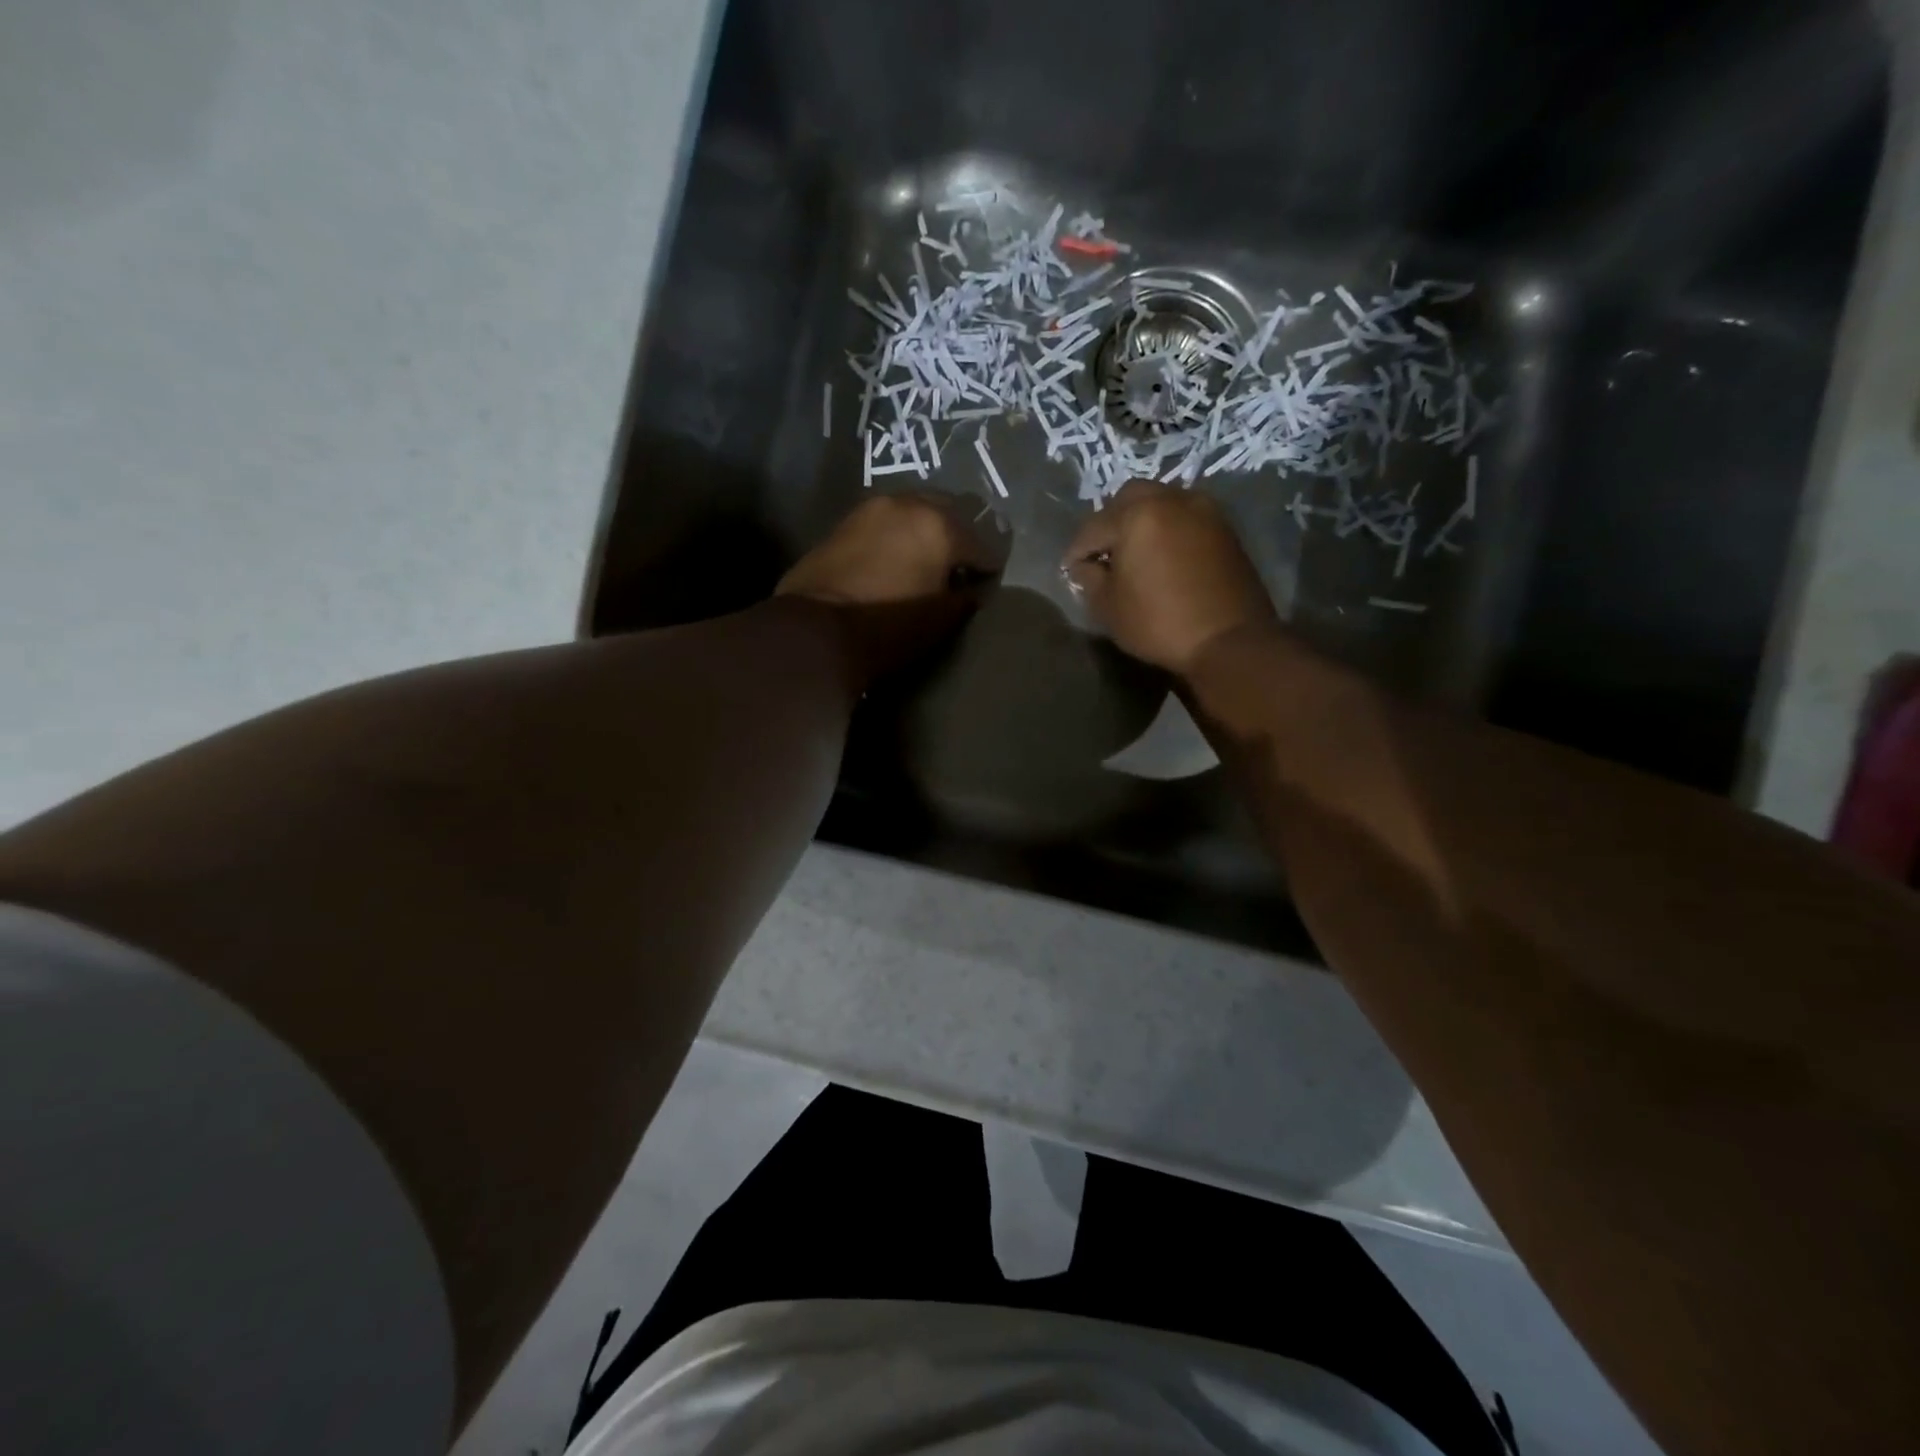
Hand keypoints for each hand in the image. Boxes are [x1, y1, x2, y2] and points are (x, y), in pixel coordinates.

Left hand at [778, 493, 1001, 683]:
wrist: (816, 630)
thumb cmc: (889, 627)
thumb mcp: (940, 621)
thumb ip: (964, 598)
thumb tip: (971, 589)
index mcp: (940, 526)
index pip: (981, 545)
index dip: (987, 568)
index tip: (985, 584)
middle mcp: (908, 504)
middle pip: (948, 513)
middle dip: (958, 537)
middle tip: (958, 566)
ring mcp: (872, 508)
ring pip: (912, 511)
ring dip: (924, 530)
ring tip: (924, 560)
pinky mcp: (844, 522)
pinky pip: (885, 523)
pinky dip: (896, 535)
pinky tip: (894, 559)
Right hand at [1062, 480, 1278, 674]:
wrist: (1229, 640)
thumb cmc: (1159, 623)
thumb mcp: (1109, 607)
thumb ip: (1090, 579)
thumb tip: (1086, 566)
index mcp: (1137, 514)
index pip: (1093, 527)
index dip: (1076, 551)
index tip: (1069, 570)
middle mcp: (1171, 499)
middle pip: (1129, 499)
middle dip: (1110, 523)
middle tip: (1103, 553)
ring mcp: (1203, 510)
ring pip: (1161, 503)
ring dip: (1142, 522)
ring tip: (1134, 554)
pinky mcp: (1224, 528)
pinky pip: (1185, 518)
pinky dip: (1168, 530)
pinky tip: (1162, 557)